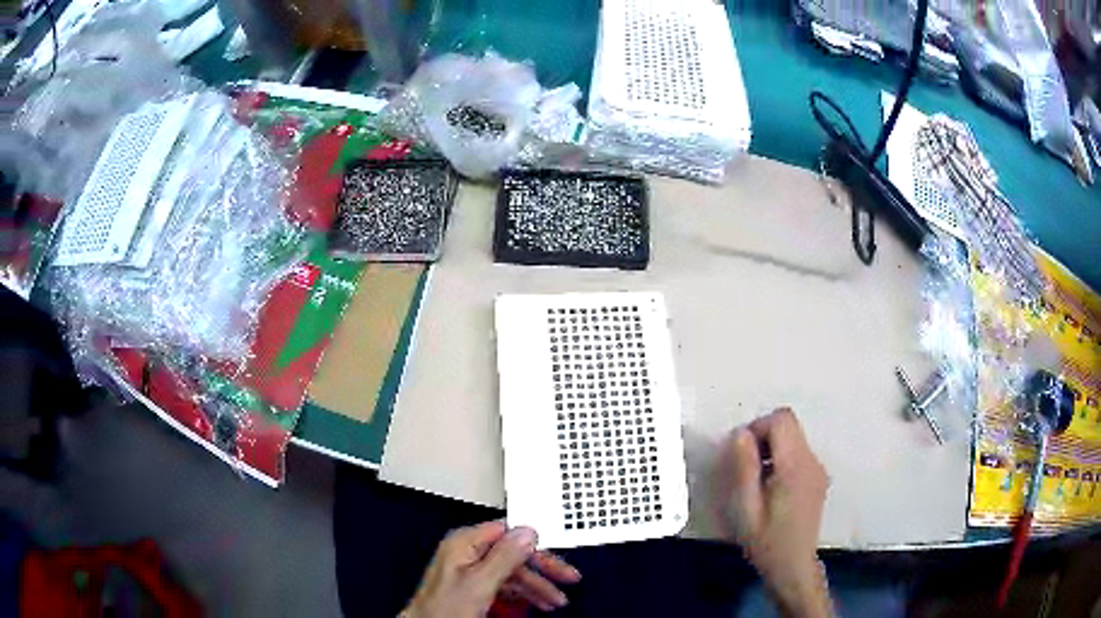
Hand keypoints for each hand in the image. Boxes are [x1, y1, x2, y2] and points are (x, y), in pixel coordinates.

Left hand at [401, 521, 580, 617]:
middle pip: (514, 554)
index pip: (510, 532)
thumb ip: (504, 556)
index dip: (537, 544)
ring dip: (536, 586)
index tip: (559, 555)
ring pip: (512, 572)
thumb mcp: (480, 583)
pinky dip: (523, 595)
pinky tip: (536, 604)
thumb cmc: (443, 609)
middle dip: (542, 570)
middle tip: (567, 579)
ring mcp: (470, 570)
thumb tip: (528, 532)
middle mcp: (467, 552)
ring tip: (555, 601)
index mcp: (465, 542)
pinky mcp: (472, 586)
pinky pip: (504, 585)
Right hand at [716, 408, 831, 617]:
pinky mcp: (818, 477)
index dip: (758, 426)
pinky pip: (798, 453)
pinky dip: (781, 459)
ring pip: (793, 437)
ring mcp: (818, 468)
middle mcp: (812, 461)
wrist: (793, 565)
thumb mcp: (747, 508)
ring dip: (771, 448)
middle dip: (763, 437)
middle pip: (789, 425)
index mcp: (795, 466)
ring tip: (757, 481)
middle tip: (746, 468)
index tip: (742, 453)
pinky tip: (771, 488)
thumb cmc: (766, 541)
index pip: (782, 420)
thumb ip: (745, 468)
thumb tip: (740, 434)